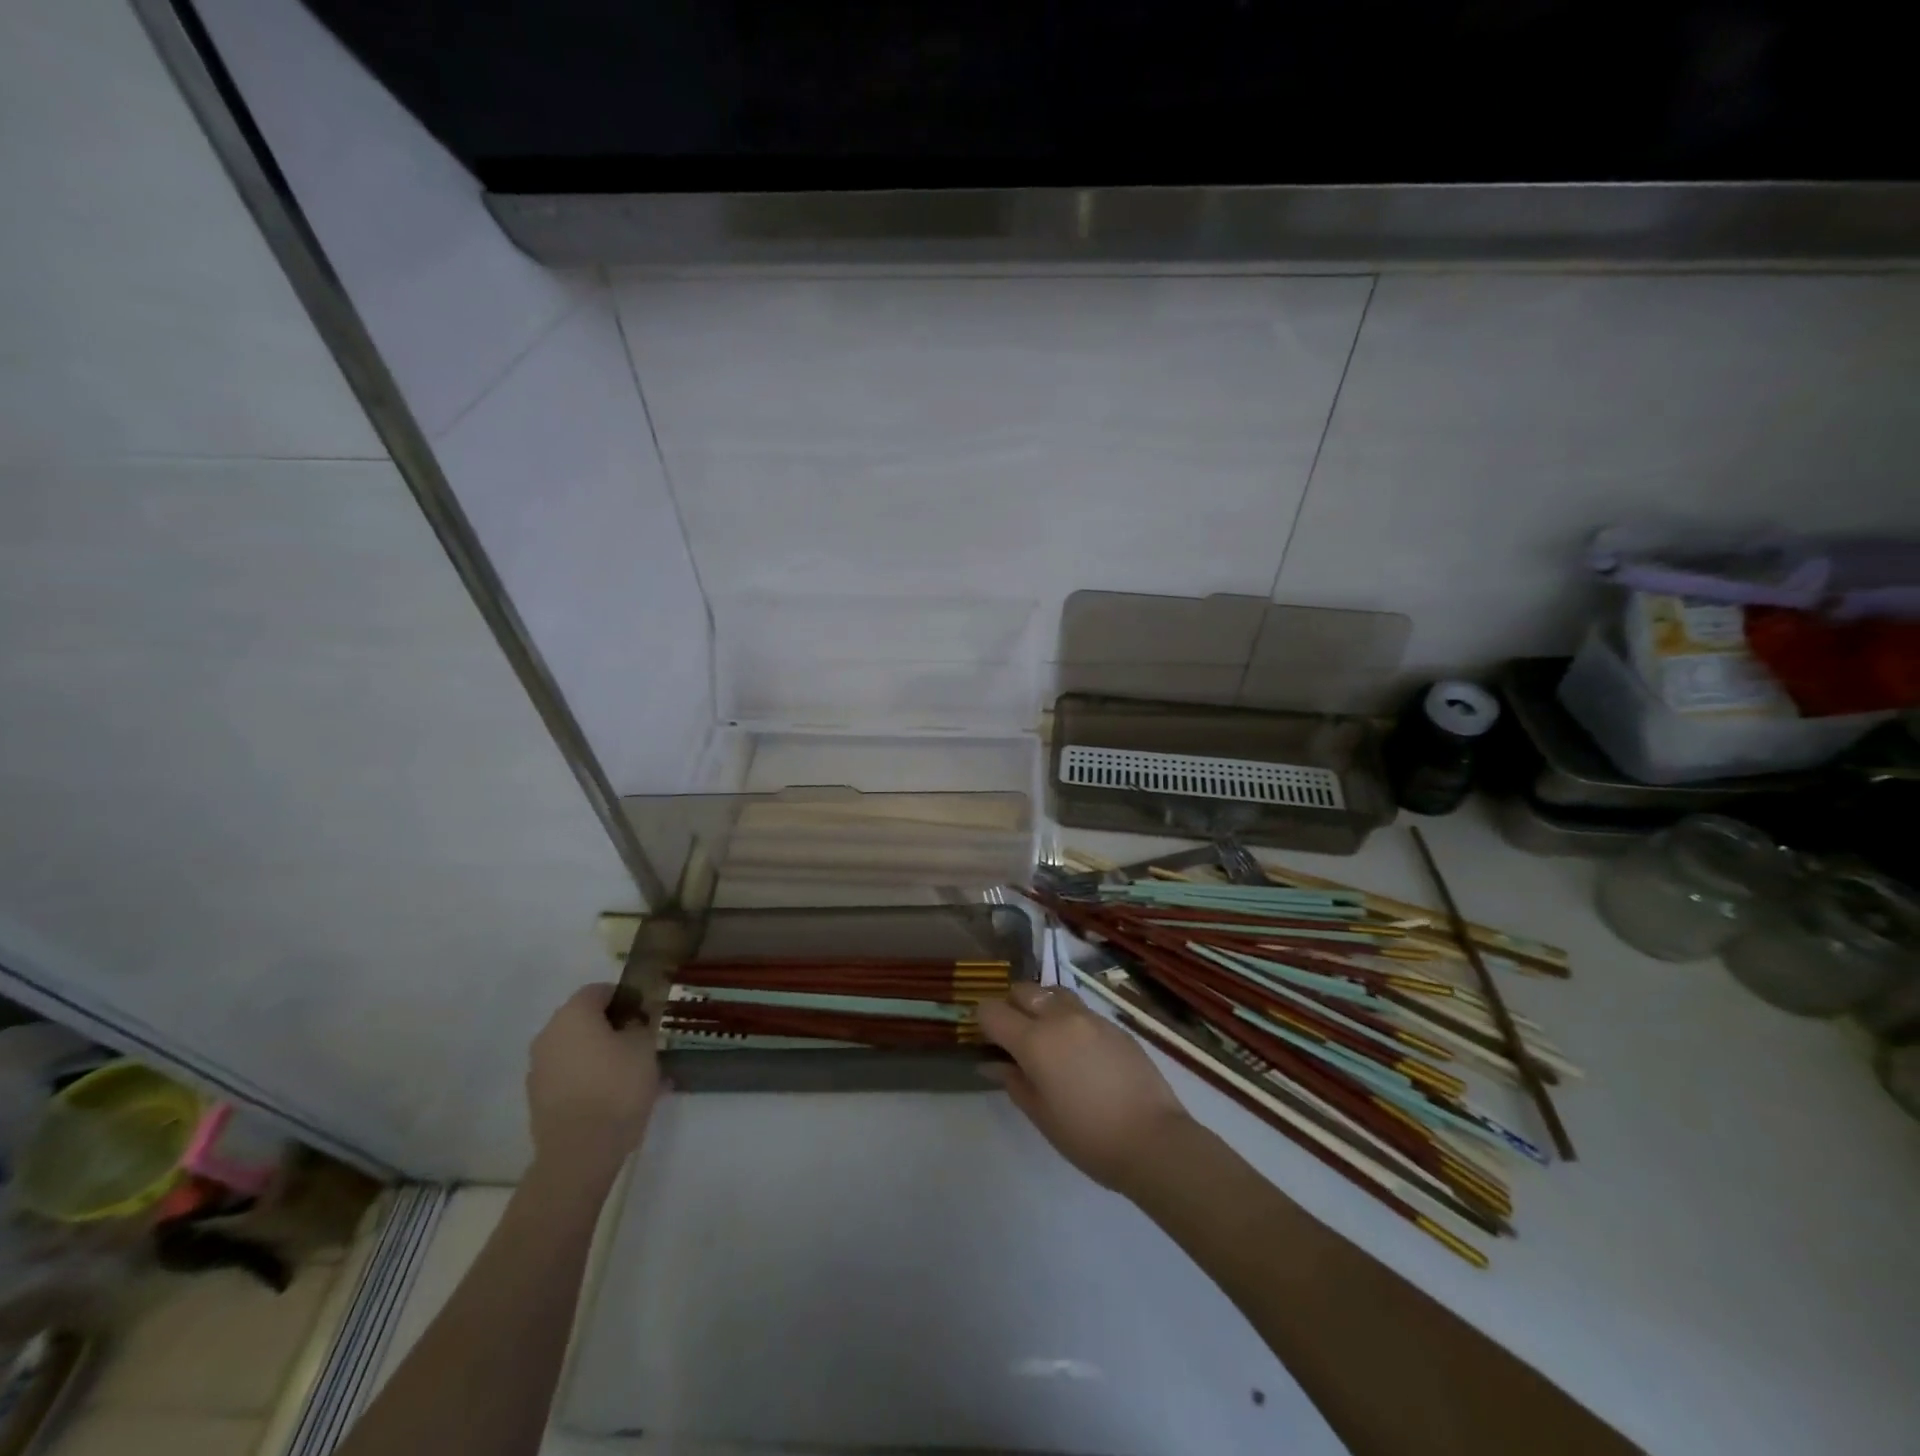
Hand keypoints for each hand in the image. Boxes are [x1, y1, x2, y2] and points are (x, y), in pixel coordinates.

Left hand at [526, 983, 661, 1179]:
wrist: (580, 1152)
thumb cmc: (617, 1086)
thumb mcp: (644, 1046)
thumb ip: (640, 1025)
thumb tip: (631, 1023)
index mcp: (573, 1014)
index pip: (600, 990)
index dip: (626, 997)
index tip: (647, 1014)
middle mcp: (549, 1035)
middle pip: (585, 1020)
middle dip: (613, 1027)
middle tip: (642, 1042)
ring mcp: (539, 1069)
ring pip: (578, 1050)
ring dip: (602, 1054)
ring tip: (632, 1073)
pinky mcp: (539, 1099)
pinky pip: (570, 1076)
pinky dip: (591, 1078)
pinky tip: (615, 1096)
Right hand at [978, 982, 1193, 1194]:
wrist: (1153, 1139)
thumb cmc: (1088, 1136)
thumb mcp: (1041, 1115)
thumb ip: (1013, 1081)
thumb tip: (991, 1063)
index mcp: (1035, 1040)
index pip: (992, 1010)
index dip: (982, 1020)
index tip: (984, 1038)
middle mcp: (1060, 1017)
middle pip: (1022, 990)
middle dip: (1010, 1005)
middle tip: (1012, 1035)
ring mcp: (1090, 1017)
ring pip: (1053, 992)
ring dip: (1041, 1005)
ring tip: (1045, 1035)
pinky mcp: (1114, 1025)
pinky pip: (1080, 1009)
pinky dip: (1068, 1018)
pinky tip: (1077, 1049)